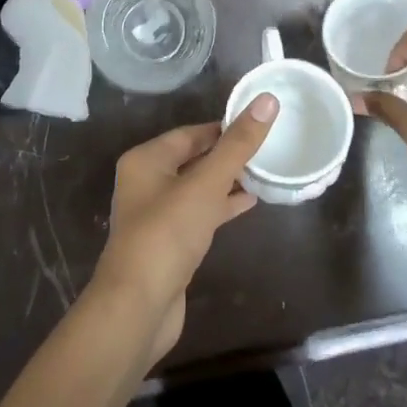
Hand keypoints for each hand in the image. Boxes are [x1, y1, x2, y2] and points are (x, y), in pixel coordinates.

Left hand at [92, 96, 276, 361]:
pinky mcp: (168, 243)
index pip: (191, 133)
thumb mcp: (206, 183)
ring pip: (197, 187)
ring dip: (227, 180)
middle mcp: (146, 182)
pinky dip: (221, 206)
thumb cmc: (168, 234)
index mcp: (146, 160)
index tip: (259, 123)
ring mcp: (156, 215)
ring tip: (264, 172)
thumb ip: (237, 145)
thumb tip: (266, 100)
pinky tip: (249, 203)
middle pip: (193, 158)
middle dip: (228, 154)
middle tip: (268, 147)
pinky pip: (199, 213)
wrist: (139, 305)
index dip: (224, 127)